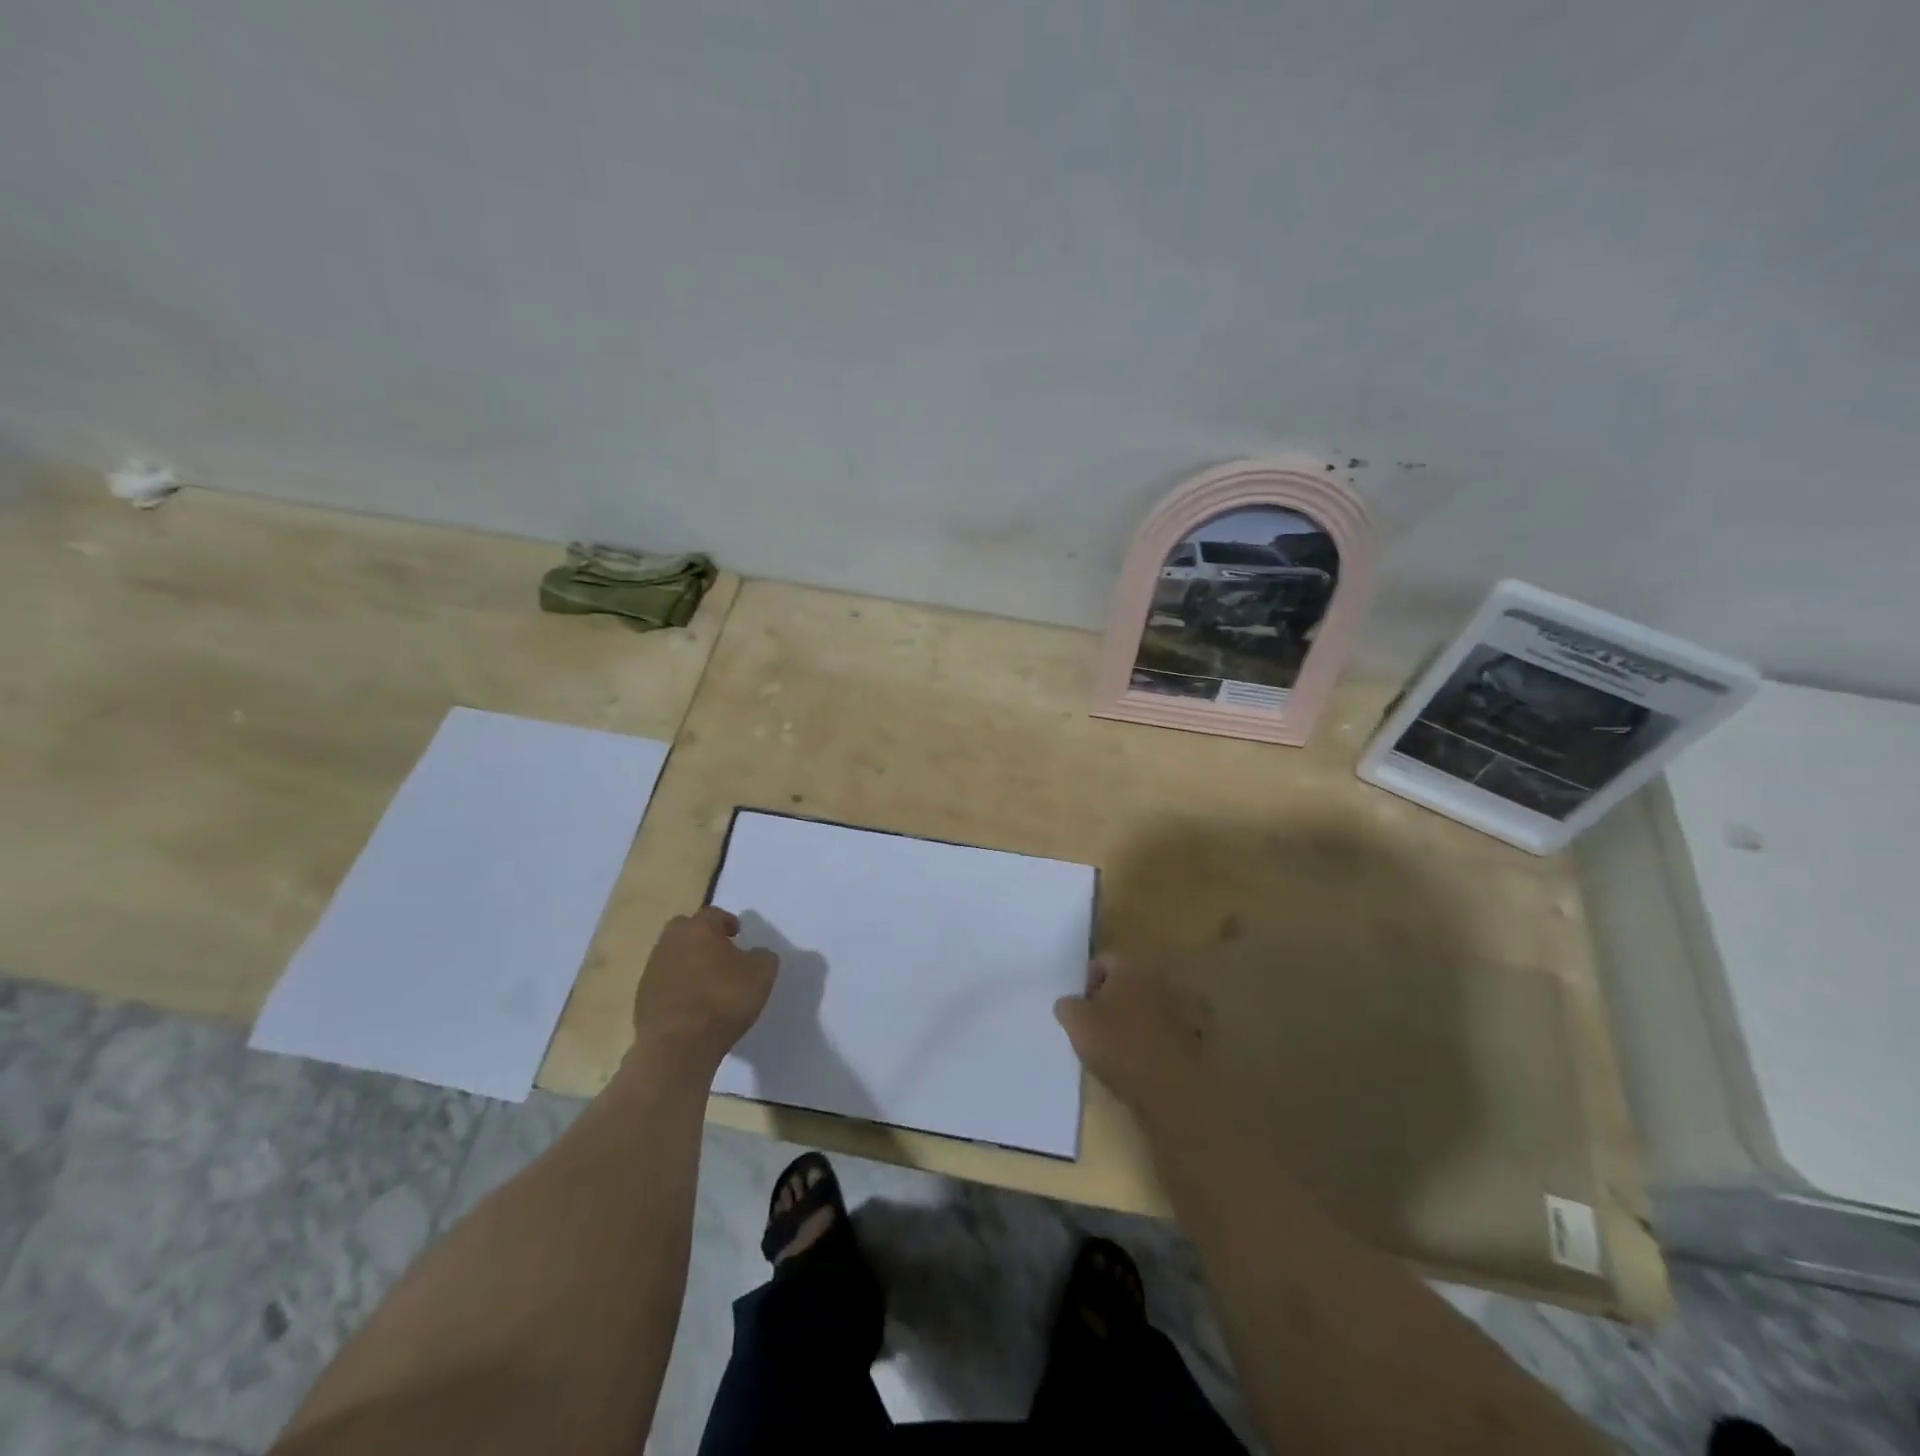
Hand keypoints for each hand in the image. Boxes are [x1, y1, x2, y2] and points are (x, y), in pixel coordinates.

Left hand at [629, 907, 778, 1074]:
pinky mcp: (642, 998)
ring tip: (706, 982)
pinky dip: (676, 987)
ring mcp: (652, 970)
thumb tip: (756, 954)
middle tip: (719, 953)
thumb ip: (762, 956)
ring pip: (672, 955)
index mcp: (698, 929)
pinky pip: (663, 982)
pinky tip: (691, 1005)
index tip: (738, 934)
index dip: (727, 922)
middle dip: (701, 937)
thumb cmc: (724, 1000)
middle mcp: (670, 942)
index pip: (713, 914)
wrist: (678, 1046)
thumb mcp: (762, 974)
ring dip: (687, 962)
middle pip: (685, 930)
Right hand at [1054, 954, 1211, 1123]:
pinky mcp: (1195, 1033)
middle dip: (1112, 999)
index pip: (1102, 961)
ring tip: (1120, 1047)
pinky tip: (1143, 1060)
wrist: (1173, 1088)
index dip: (1087, 985)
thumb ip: (1067, 1005)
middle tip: (1098, 1027)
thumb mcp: (1076, 1023)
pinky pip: (1166, 1028)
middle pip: (1127, 981)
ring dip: (1135, 1018)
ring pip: (1147, 1005)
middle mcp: (1160, 976)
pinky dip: (1154, 1038)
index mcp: (1131, 964)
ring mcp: (1182, 1005)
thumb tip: (1070, 1003)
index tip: (1081, 1012)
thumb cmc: (1119, 1046)